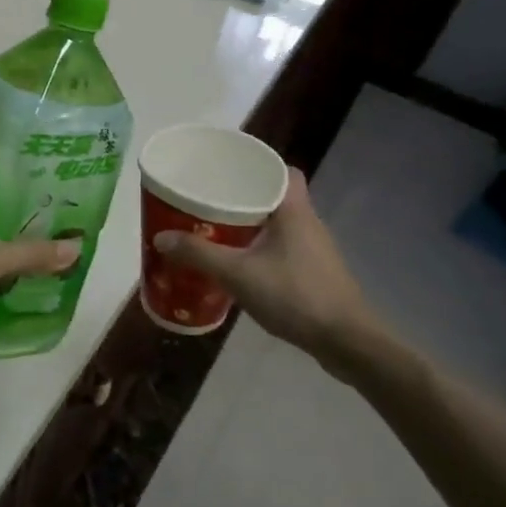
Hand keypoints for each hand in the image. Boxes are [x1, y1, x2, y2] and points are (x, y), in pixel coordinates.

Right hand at [153, 170, 368, 364]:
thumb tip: (161, 237)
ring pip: (279, 225)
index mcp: (295, 210)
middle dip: (244, 198)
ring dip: (251, 226)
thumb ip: (199, 254)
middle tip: (211, 202)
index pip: (283, 170)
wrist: (344, 340)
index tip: (229, 172)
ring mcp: (315, 250)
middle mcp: (309, 223)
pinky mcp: (315, 273)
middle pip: (276, 197)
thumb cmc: (294, 295)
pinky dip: (261, 249)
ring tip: (217, 231)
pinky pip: (283, 249)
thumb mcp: (238, 274)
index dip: (258, 166)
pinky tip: (240, 265)